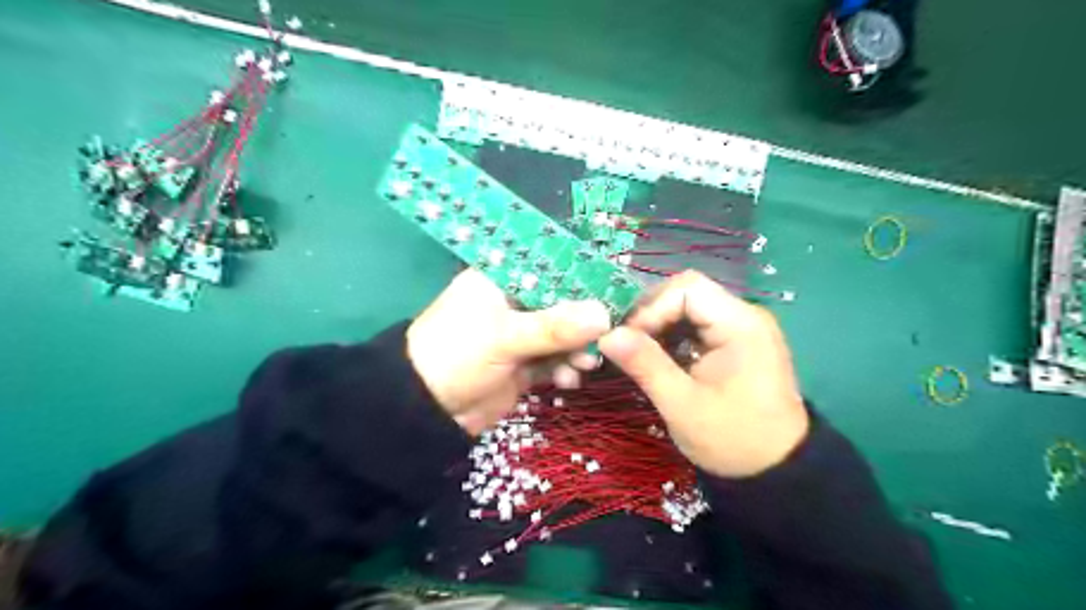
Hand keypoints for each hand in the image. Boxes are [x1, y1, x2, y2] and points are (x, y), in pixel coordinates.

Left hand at [407, 268, 609, 436]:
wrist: (427, 410)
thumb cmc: (457, 356)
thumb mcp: (504, 338)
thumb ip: (554, 327)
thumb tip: (605, 315)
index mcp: (504, 278)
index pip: (554, 267)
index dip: (586, 280)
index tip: (617, 295)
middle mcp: (516, 300)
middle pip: (564, 302)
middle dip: (586, 323)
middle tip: (609, 338)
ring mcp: (521, 332)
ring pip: (564, 333)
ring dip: (578, 349)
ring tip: (583, 365)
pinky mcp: (524, 361)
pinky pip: (556, 359)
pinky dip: (565, 368)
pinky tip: (567, 380)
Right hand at [604, 268, 805, 476]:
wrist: (779, 471)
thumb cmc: (732, 439)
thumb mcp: (682, 405)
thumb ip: (645, 365)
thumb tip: (606, 335)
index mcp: (740, 325)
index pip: (687, 288)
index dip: (651, 308)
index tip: (627, 339)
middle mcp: (745, 315)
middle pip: (688, 292)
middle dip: (652, 314)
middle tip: (627, 344)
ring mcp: (744, 327)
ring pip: (690, 306)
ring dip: (660, 324)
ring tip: (639, 352)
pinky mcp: (738, 341)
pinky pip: (699, 324)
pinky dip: (674, 335)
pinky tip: (661, 357)